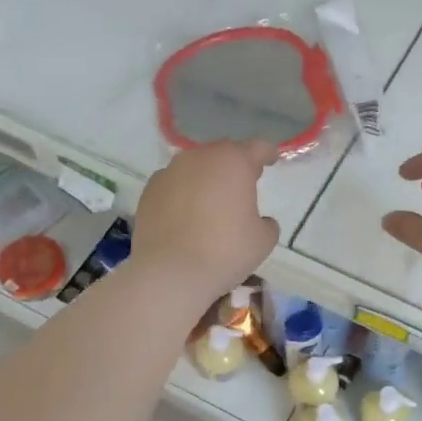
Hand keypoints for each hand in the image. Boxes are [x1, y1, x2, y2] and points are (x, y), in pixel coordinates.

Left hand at [132, 140, 280, 300]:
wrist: (170, 272)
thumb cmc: (225, 252)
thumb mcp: (262, 241)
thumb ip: (266, 223)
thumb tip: (258, 221)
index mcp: (234, 163)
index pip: (257, 148)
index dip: (268, 153)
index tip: (272, 160)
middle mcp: (200, 158)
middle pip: (223, 153)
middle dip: (235, 165)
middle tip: (242, 184)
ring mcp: (170, 171)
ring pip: (195, 166)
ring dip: (206, 177)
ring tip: (211, 200)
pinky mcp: (149, 189)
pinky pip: (174, 183)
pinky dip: (183, 192)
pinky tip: (185, 214)